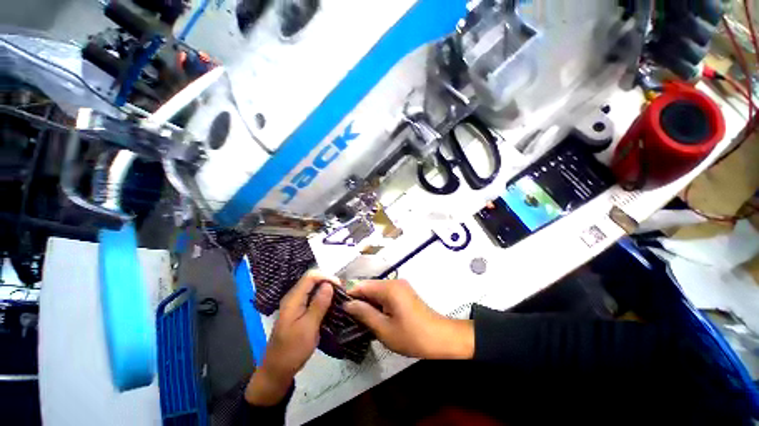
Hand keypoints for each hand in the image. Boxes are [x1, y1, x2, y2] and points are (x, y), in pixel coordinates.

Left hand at [245, 270, 336, 405]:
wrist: (277, 370)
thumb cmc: (292, 350)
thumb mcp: (308, 327)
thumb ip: (318, 304)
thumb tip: (329, 284)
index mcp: (293, 299)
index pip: (311, 276)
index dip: (326, 277)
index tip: (340, 287)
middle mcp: (293, 297)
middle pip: (312, 280)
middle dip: (328, 282)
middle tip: (342, 292)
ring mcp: (295, 304)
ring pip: (313, 288)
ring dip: (326, 290)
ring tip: (339, 298)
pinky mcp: (298, 311)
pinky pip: (312, 298)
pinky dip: (322, 298)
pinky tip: (331, 305)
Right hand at [343, 279, 473, 359]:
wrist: (441, 338)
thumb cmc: (412, 336)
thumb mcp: (384, 329)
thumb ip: (364, 314)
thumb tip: (348, 304)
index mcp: (389, 288)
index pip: (362, 285)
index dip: (349, 296)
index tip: (338, 309)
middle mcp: (394, 282)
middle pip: (369, 287)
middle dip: (358, 301)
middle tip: (347, 318)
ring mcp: (400, 287)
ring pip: (377, 291)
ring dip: (367, 304)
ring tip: (357, 320)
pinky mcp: (404, 293)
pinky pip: (385, 295)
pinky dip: (377, 305)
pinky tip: (373, 318)